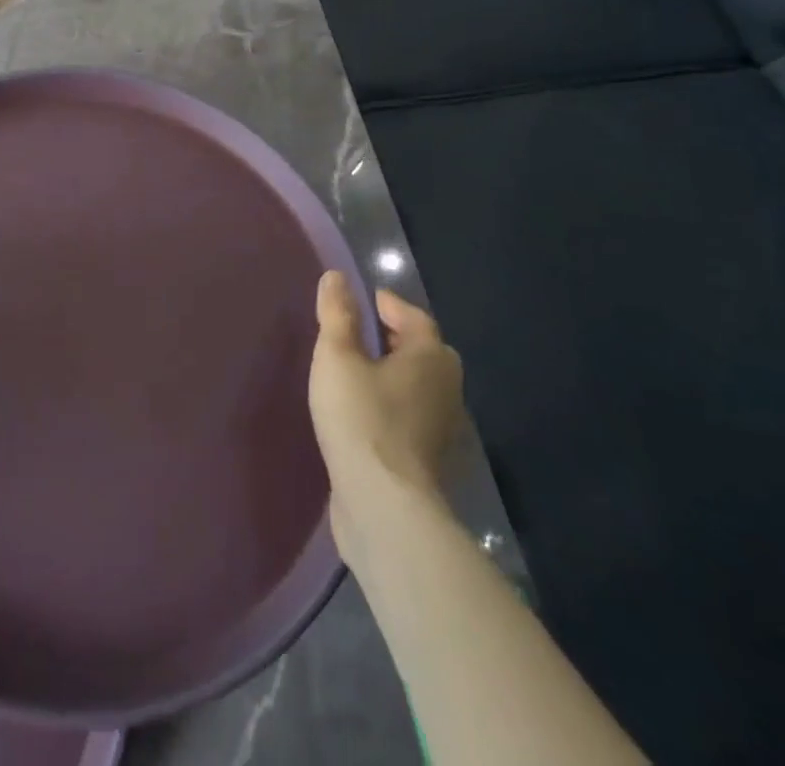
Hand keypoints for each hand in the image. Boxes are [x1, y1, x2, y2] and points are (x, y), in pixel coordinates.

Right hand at [309, 270, 464, 559]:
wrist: (384, 507)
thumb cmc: (362, 419)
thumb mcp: (338, 357)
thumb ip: (337, 315)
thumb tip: (336, 277)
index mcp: (431, 358)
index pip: (414, 317)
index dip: (387, 305)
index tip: (362, 301)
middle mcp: (447, 389)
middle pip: (422, 352)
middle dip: (393, 339)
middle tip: (358, 334)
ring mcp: (443, 430)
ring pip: (418, 387)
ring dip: (392, 376)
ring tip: (355, 373)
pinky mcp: (430, 462)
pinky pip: (411, 418)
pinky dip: (391, 407)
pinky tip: (364, 416)